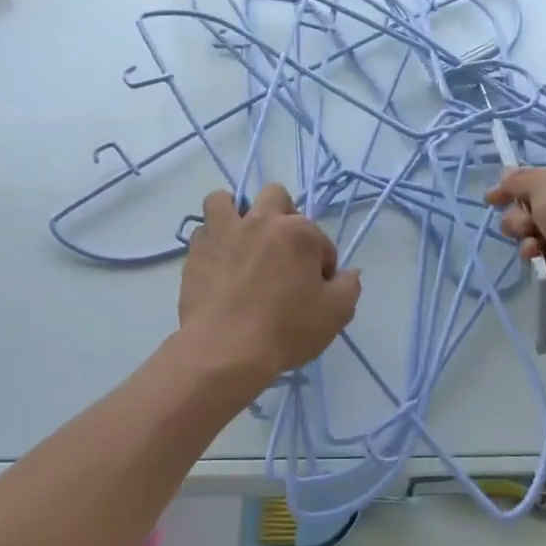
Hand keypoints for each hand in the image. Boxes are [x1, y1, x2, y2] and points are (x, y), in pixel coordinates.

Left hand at [178, 184, 361, 380]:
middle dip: (283, 216)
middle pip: (274, 196)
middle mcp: (260, 221)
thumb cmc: (286, 330)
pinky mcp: (196, 251)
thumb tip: (348, 273)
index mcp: (298, 232)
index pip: (319, 239)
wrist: (226, 349)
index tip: (317, 288)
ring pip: (224, 200)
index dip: (322, 263)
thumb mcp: (335, 314)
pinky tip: (218, 262)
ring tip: (240, 239)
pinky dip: (211, 241)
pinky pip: (202, 232)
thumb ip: (348, 287)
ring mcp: (224, 232)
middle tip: (283, 251)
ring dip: (234, 212)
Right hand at [486, 165, 545, 307]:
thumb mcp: (545, 187)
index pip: (538, 178)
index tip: (491, 200)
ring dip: (531, 243)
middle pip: (536, 209)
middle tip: (525, 228)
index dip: (512, 188)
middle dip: (521, 220)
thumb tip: (505, 176)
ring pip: (543, 235)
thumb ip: (519, 181)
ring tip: (535, 251)